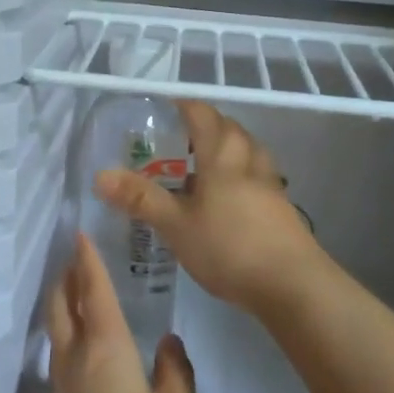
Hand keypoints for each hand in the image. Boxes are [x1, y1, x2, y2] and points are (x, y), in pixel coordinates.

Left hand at [44, 232, 197, 392]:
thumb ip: (175, 374)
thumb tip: (168, 343)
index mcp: (106, 348)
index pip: (94, 292)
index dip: (88, 262)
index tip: (80, 236)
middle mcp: (77, 359)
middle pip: (62, 306)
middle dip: (66, 279)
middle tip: (74, 260)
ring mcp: (62, 388)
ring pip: (57, 331)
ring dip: (63, 305)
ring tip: (76, 294)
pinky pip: (60, 356)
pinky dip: (66, 334)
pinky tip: (82, 348)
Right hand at [95, 101, 329, 317]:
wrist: (293, 285)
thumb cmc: (229, 247)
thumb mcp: (176, 225)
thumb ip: (140, 199)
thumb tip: (100, 175)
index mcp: (223, 154)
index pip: (202, 113)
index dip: (182, 106)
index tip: (160, 111)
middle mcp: (249, 159)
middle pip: (227, 128)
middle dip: (202, 128)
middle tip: (174, 142)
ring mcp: (270, 183)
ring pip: (245, 151)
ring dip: (223, 151)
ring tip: (198, 169)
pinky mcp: (280, 207)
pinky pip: (255, 175)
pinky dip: (237, 175)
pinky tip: (223, 200)